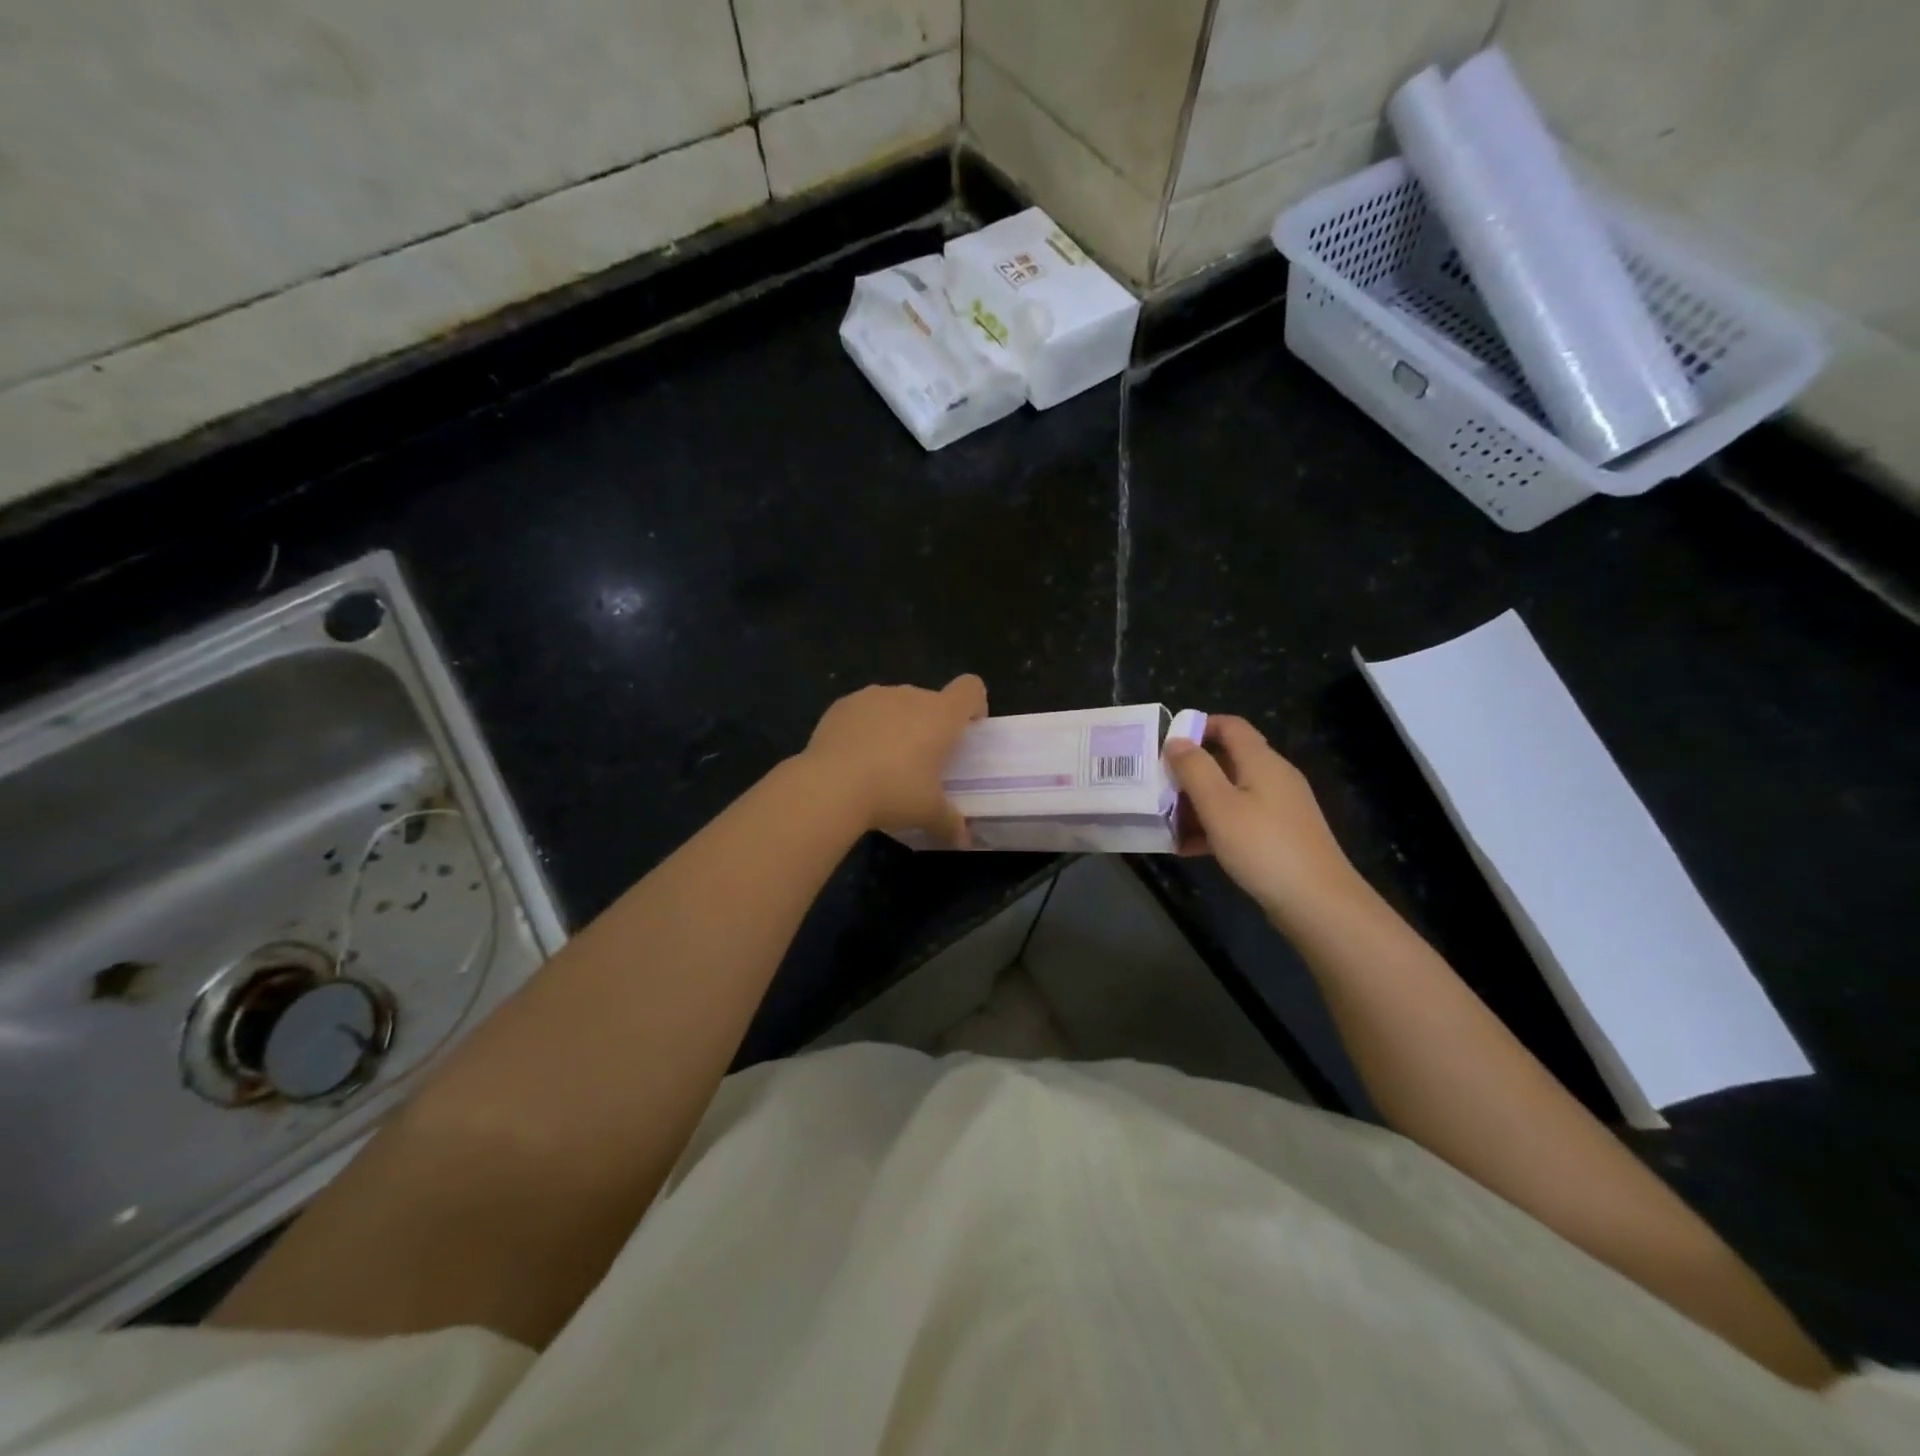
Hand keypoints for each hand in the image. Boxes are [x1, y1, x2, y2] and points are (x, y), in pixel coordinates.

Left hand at [802, 675, 987, 845]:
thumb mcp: (928, 813)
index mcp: (940, 714)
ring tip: (883, 761)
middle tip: (922, 761)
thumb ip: (950, 823)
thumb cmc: (893, 792)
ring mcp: (873, 696)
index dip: (973, 706)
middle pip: (931, 700)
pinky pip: (864, 710)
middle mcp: (910, 695)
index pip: (970, 689)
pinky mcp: (842, 704)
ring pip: (896, 704)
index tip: (966, 732)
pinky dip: (865, 727)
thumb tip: (963, 841)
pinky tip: (854, 757)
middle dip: (930, 724)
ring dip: (897, 724)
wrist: (830, 786)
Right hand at [1163, 716, 1360, 923]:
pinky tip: (1189, 848)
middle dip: (1190, 771)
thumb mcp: (1219, 806)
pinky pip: (1240, 819)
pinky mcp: (1279, 835)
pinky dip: (1214, 826)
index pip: (1230, 726)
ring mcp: (1279, 808)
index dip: (1198, 726)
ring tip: (1166, 822)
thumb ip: (1194, 769)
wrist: (1318, 903)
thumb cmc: (1263, 847)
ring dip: (1197, 803)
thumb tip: (1176, 740)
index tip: (1166, 744)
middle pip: (1227, 760)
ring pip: (1230, 793)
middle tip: (1158, 788)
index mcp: (1262, 762)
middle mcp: (1274, 777)